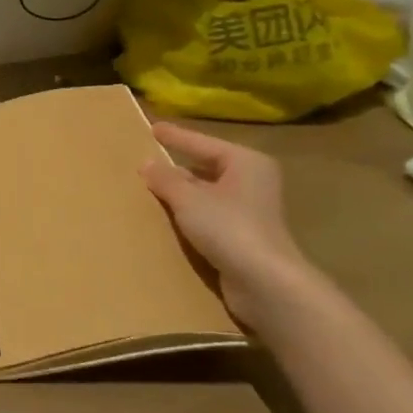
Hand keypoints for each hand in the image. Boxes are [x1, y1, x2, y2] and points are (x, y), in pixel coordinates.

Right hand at [142, 122, 315, 327]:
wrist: (266, 285)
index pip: (202, 143)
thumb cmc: (229, 228)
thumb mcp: (188, 198)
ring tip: (149, 190)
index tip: (152, 128)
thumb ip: (165, 178)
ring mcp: (249, 212)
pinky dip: (189, 216)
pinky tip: (166, 218)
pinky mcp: (244, 239)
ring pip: (206, 195)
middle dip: (176, 168)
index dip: (176, 136)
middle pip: (206, 168)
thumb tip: (146, 163)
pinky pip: (208, 218)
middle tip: (146, 162)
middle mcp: (252, 183)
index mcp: (245, 163)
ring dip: (181, 195)